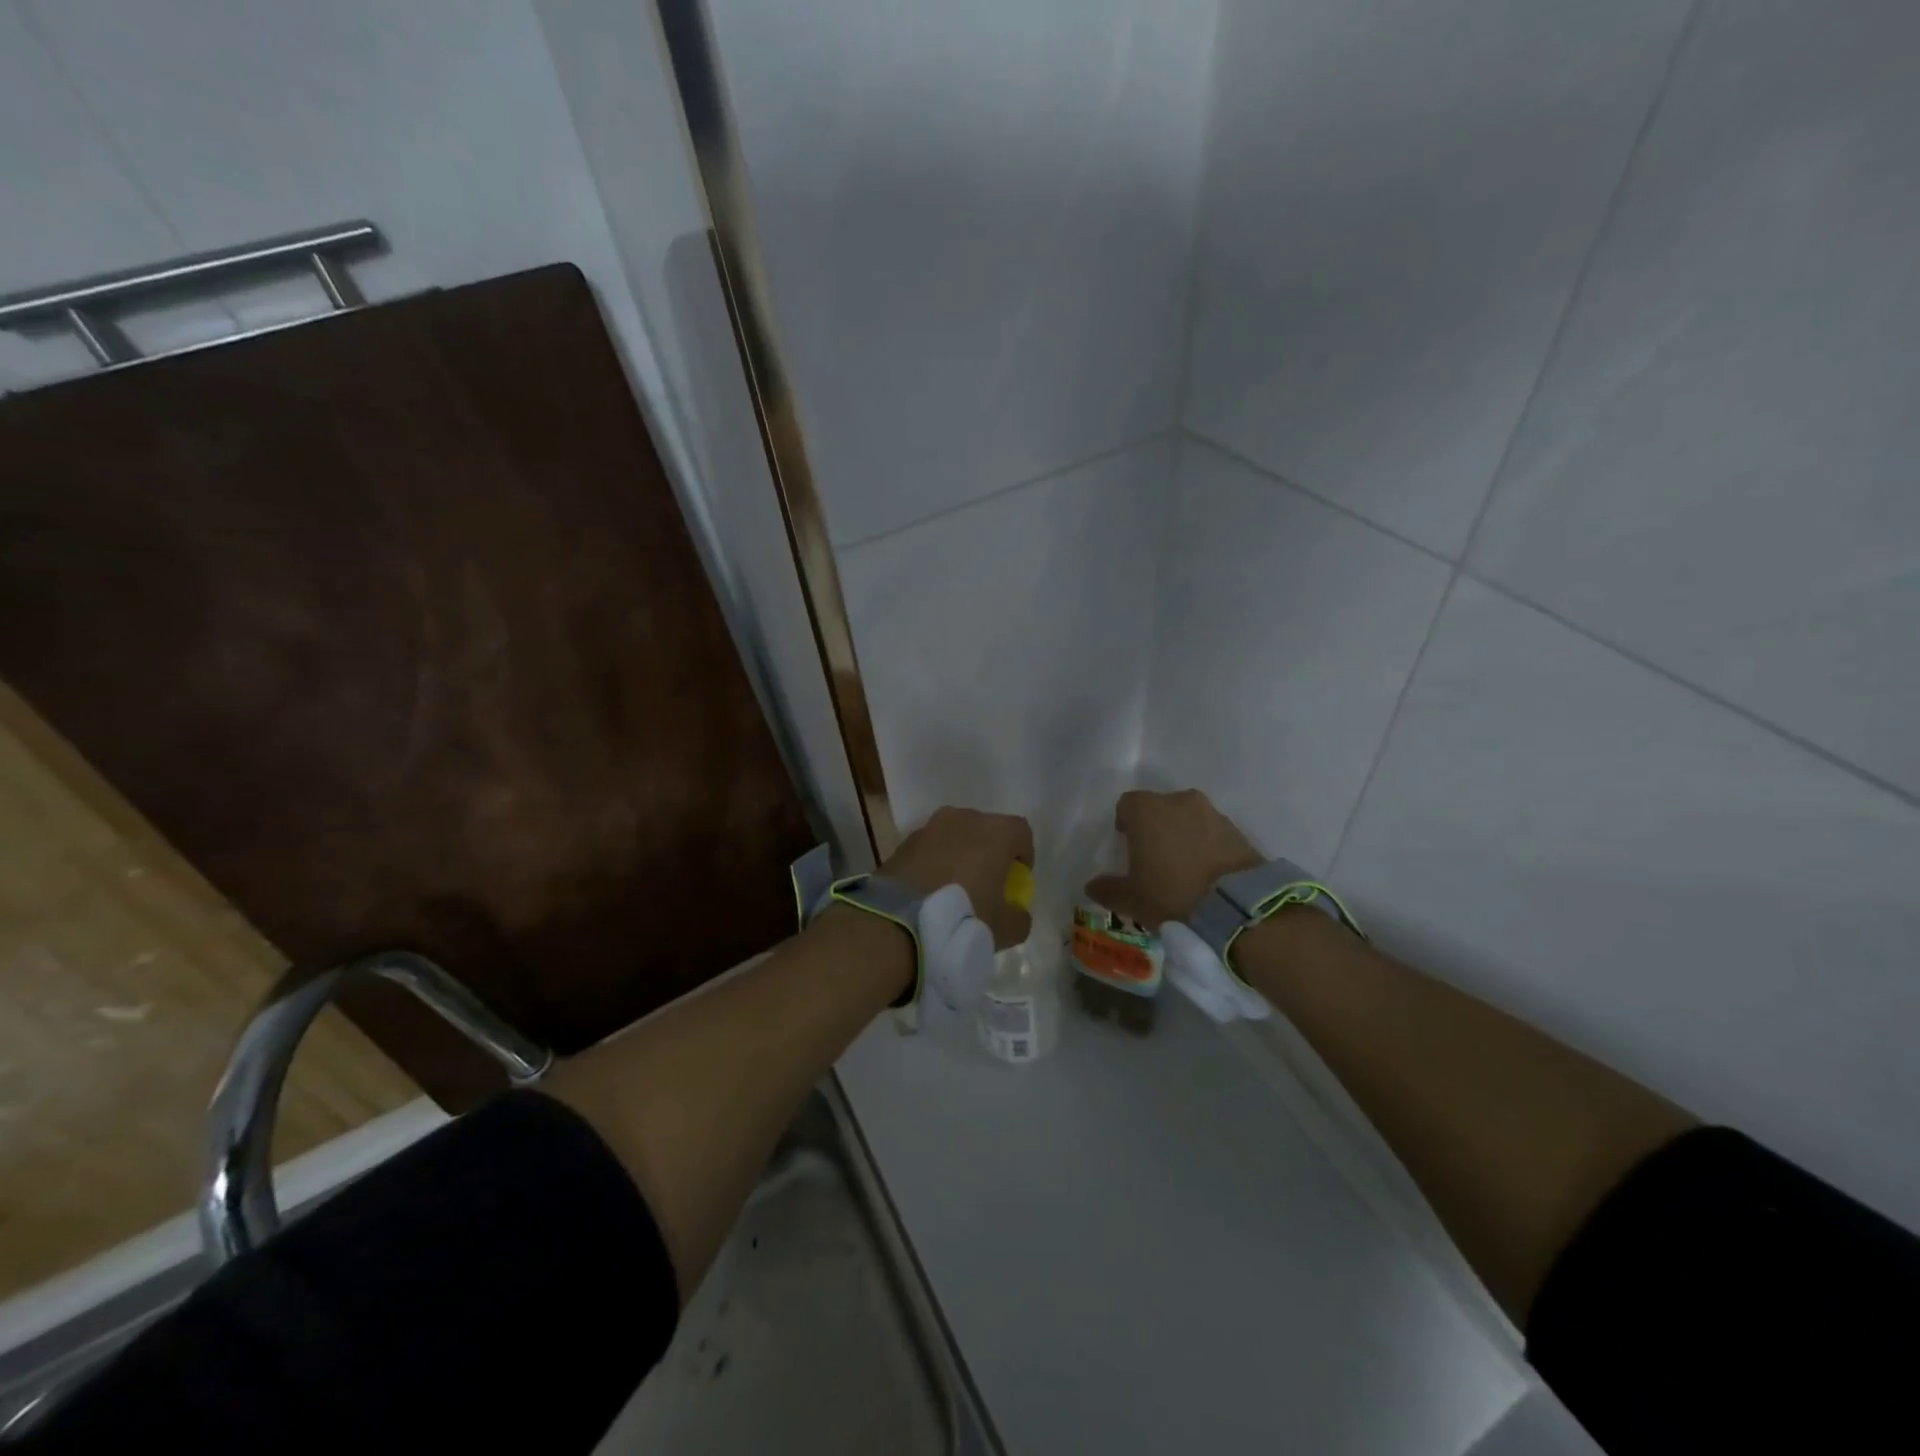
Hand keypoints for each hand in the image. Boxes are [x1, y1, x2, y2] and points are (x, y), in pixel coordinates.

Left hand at [882, 806, 1033, 949]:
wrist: (900, 921)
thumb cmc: (964, 917)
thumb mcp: (1005, 929)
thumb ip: (1020, 917)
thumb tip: (1016, 913)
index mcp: (996, 831)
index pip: (1021, 833)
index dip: (1023, 856)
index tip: (1017, 880)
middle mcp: (965, 818)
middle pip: (986, 830)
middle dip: (990, 852)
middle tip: (986, 884)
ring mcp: (931, 826)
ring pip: (956, 836)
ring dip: (960, 855)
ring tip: (955, 887)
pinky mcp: (905, 841)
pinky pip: (930, 848)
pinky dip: (934, 862)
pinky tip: (930, 890)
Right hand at [1086, 789, 1262, 927]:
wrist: (1237, 906)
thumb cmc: (1171, 894)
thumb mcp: (1131, 899)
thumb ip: (1108, 889)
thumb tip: (1092, 885)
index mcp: (1147, 810)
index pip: (1127, 804)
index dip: (1125, 822)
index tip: (1127, 845)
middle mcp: (1179, 801)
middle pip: (1160, 807)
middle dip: (1155, 827)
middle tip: (1154, 857)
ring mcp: (1212, 813)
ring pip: (1188, 818)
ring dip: (1183, 835)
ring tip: (1183, 867)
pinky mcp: (1238, 831)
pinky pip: (1212, 833)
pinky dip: (1206, 845)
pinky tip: (1206, 872)